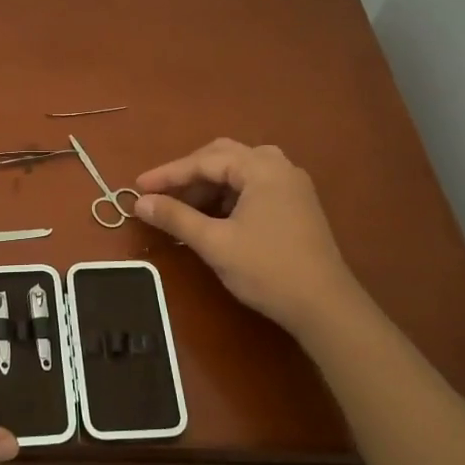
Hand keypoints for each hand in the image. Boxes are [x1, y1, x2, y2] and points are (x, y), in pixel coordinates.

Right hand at [135, 139, 365, 342]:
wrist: (325, 307)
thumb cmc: (267, 270)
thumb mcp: (215, 243)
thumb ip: (176, 217)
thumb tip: (141, 203)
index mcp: (262, 168)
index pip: (204, 161)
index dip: (169, 174)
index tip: (139, 187)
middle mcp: (279, 167)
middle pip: (223, 156)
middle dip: (189, 174)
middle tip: (162, 194)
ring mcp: (292, 185)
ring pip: (240, 171)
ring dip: (209, 185)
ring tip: (184, 207)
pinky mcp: (297, 205)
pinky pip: (254, 186)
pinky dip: (229, 196)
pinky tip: (214, 217)